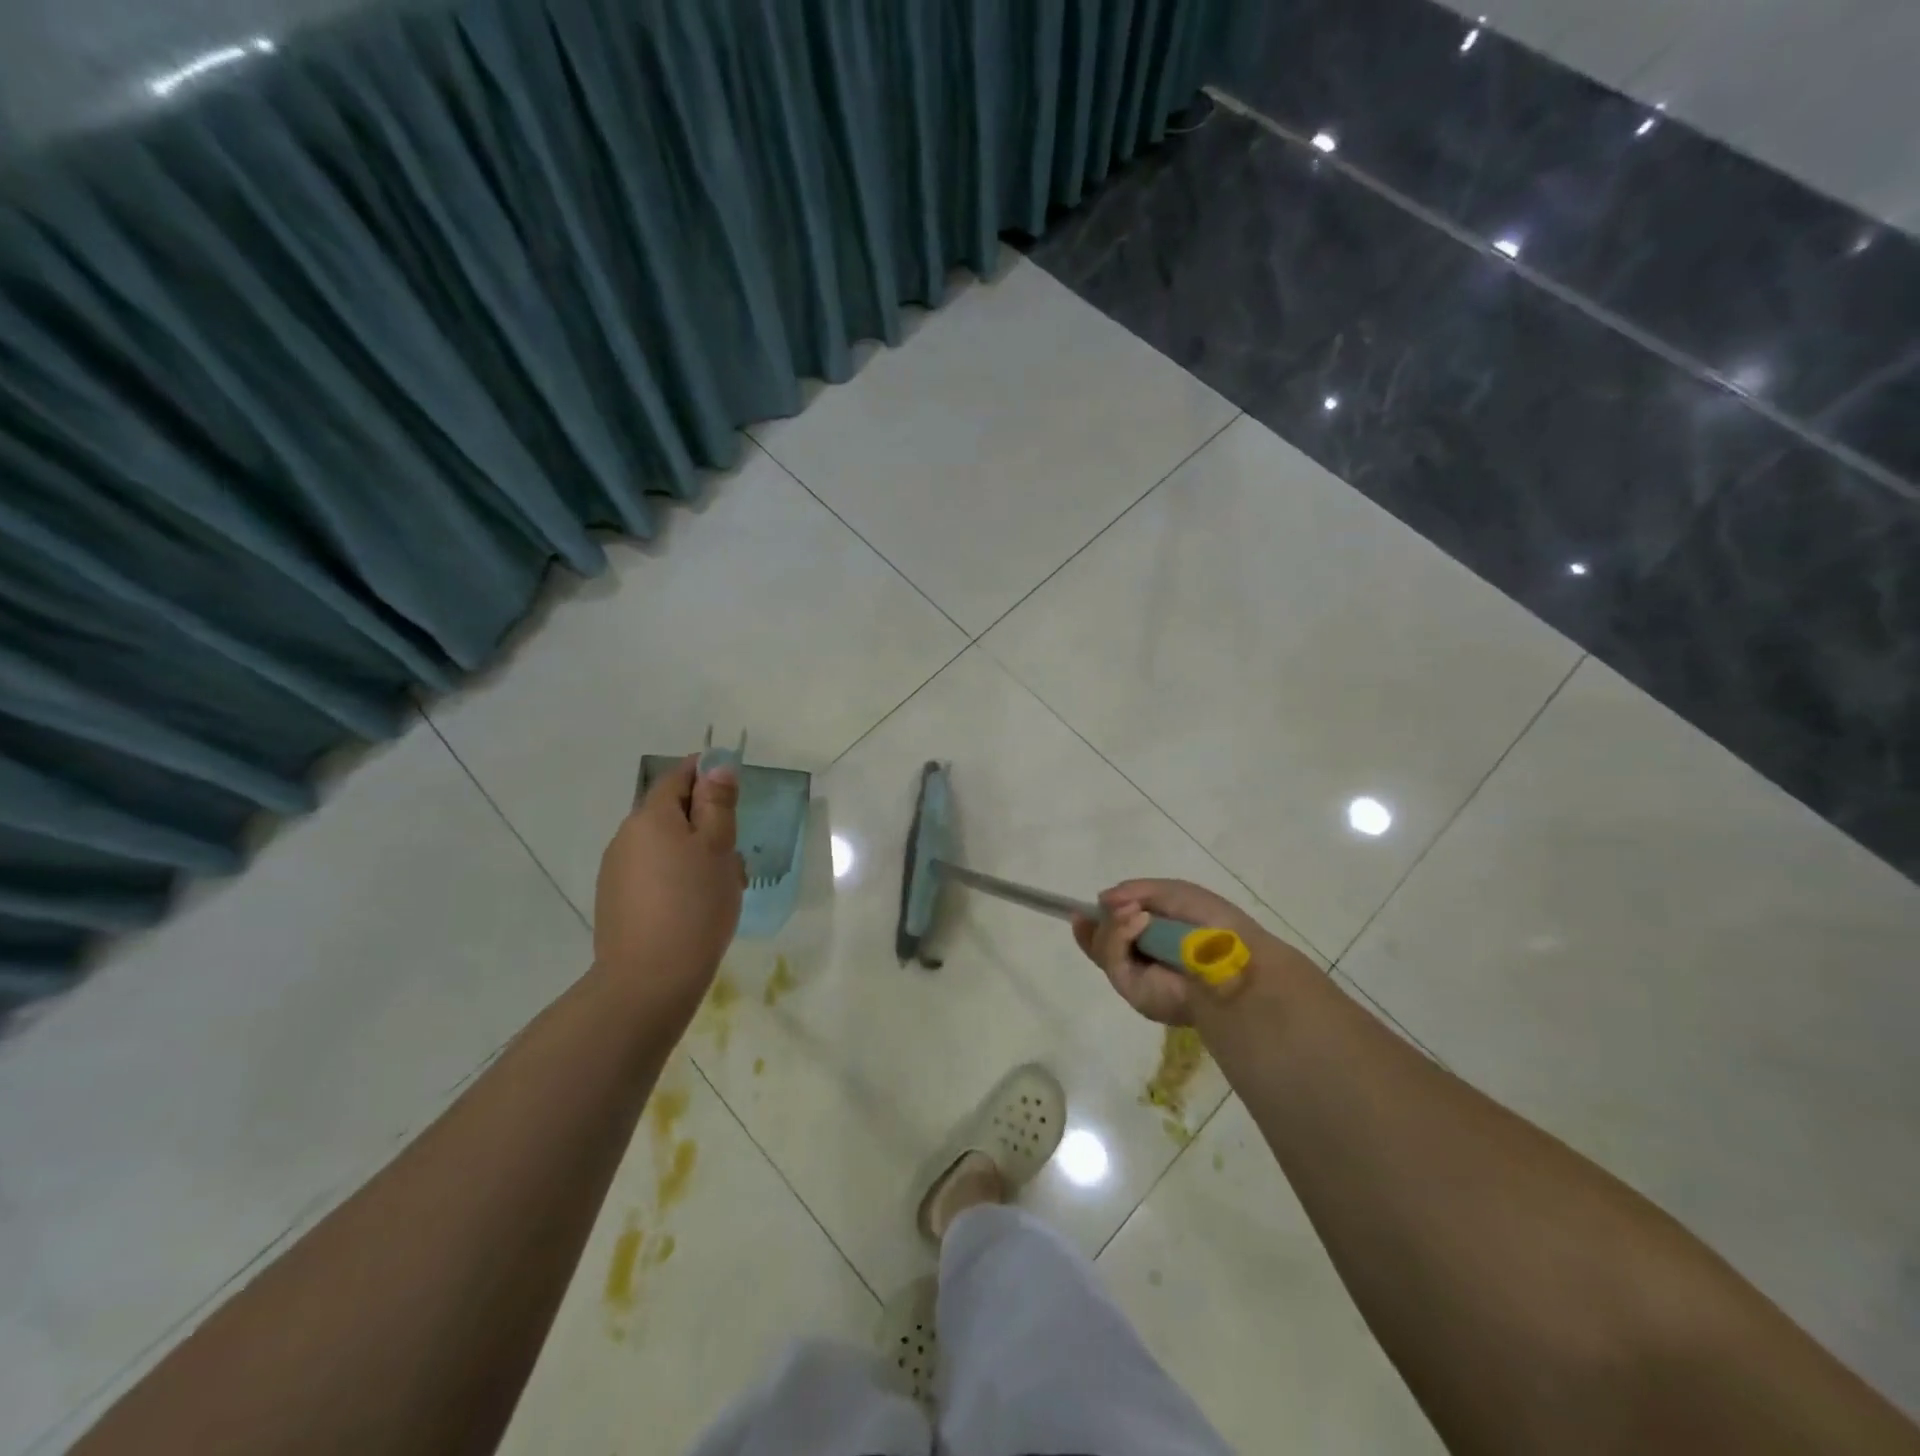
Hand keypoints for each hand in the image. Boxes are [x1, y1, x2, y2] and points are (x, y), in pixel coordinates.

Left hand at [593, 755, 743, 1018]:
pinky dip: (677, 877)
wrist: (649, 979)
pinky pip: (654, 873)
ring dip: (694, 853)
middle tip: (736, 851)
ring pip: (665, 846)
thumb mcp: (719, 848)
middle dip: (706, 823)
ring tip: (722, 886)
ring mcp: (617, 870)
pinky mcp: (616, 900)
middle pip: (671, 813)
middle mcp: (627, 836)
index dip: (707, 773)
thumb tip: (717, 766)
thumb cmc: (695, 905)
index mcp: (650, 816)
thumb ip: (718, 804)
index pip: (678, 777)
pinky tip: (696, 907)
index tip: (734, 789)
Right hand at [1073, 879, 1270, 1025]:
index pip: (1119, 927)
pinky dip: (1117, 935)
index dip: (1102, 915)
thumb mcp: (1174, 893)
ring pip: (1102, 946)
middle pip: (1102, 938)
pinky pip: (1111, 959)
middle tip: (1110, 905)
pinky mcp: (1132, 990)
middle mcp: (1145, 957)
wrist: (1234, 962)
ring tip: (1133, 912)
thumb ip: (1137, 891)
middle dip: (1102, 920)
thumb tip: (1102, 899)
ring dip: (1112, 923)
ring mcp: (1136, 976)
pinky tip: (1137, 921)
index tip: (1091, 903)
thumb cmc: (1213, 924)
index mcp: (1158, 935)